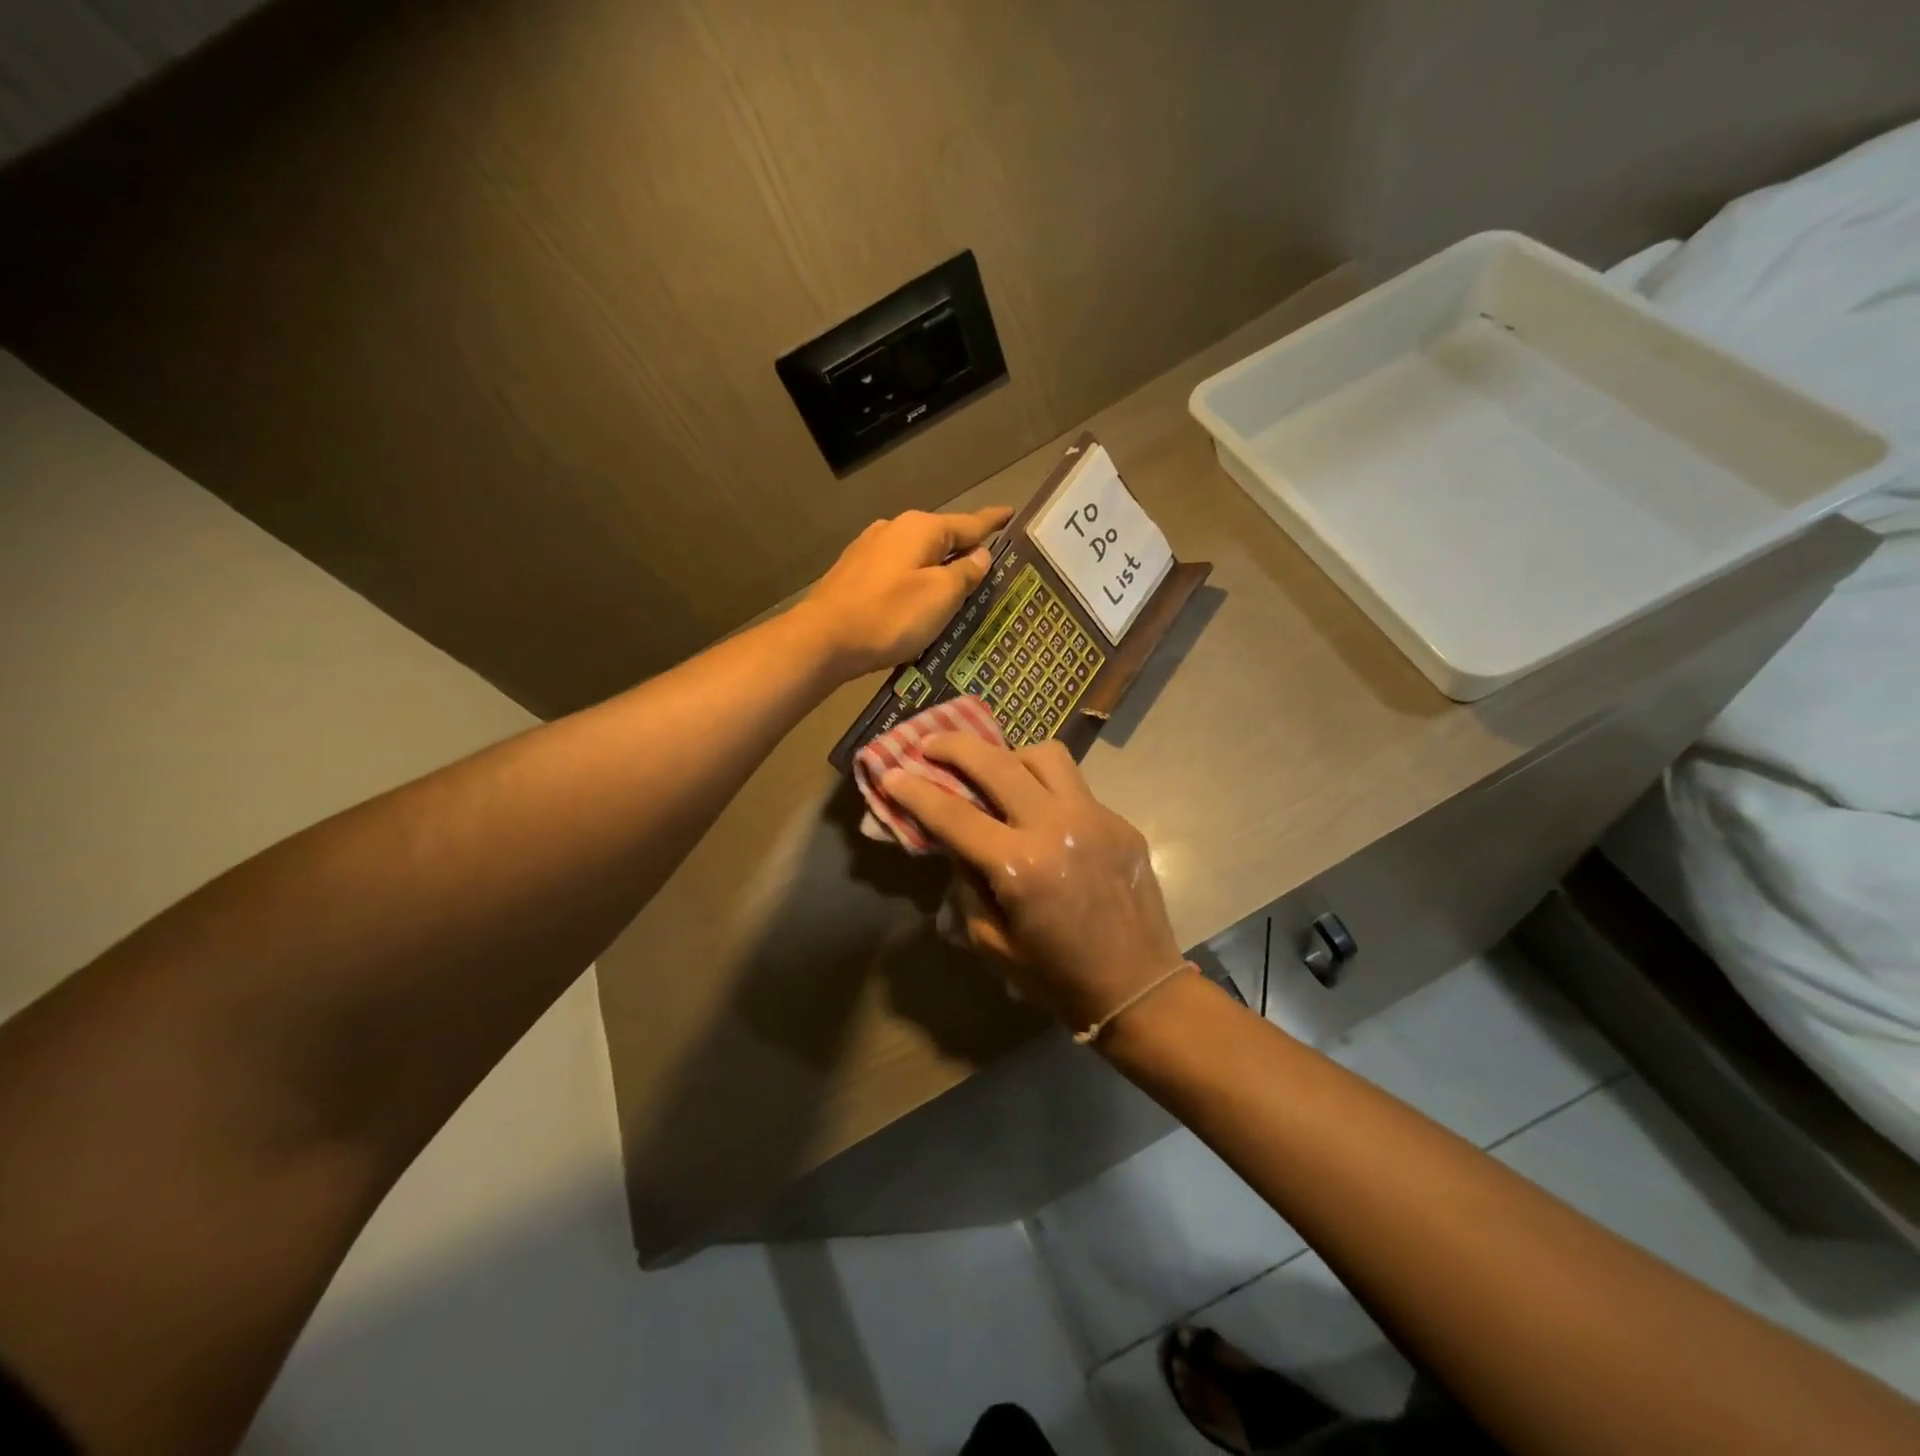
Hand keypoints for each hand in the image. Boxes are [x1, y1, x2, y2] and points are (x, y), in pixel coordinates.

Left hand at [795, 507, 1012, 678]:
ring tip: (955, 590)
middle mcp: (894, 529)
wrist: (822, 640)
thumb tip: (980, 555)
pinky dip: (914, 581)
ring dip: (937, 568)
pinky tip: (916, 600)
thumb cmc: (889, 616)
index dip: (992, 522)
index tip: (1011, 513)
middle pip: (941, 537)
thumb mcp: (940, 596)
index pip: (969, 523)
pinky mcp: (854, 573)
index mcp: (921, 529)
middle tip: (989, 567)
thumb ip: (965, 573)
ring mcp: (870, 549)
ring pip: (917, 555)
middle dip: (964, 549)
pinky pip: (898, 571)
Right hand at [883, 735, 1185, 1032]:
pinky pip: (1076, 787)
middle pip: (997, 762)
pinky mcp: (1120, 822)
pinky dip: (1047, 789)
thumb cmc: (1057, 977)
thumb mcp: (992, 942)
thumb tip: (959, 843)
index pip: (954, 815)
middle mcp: (1057, 828)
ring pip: (1046, 755)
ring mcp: (1096, 818)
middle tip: (931, 744)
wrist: (1139, 987)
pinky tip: (1041, 813)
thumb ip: (967, 885)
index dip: (915, 792)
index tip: (891, 773)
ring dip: (1010, 756)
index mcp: (1021, 867)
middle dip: (955, 746)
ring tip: (995, 771)